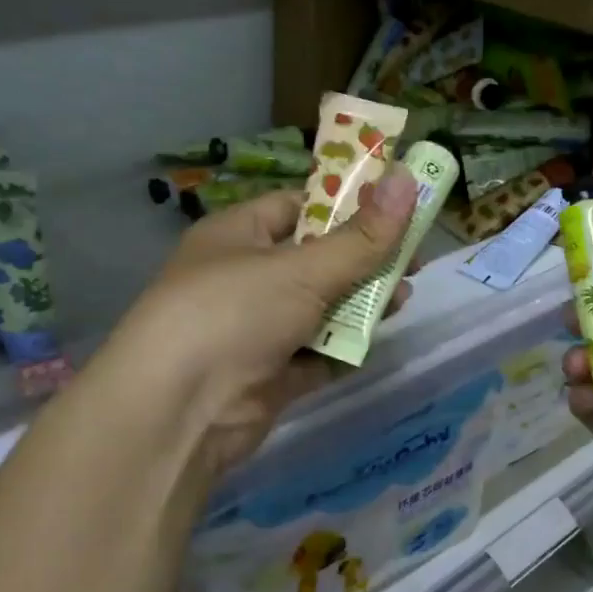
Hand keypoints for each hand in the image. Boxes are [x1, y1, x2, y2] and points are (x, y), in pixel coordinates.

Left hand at [94, 167, 418, 475]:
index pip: (298, 207)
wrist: (179, 411)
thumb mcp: (303, 268)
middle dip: (363, 261)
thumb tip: (408, 180)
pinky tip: (374, 344)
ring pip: (319, 310)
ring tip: (403, 300)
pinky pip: (315, 356)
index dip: (345, 204)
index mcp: (238, 235)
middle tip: (413, 261)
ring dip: (359, 306)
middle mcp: (245, 279)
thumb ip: (362, 237)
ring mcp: (256, 330)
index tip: (395, 207)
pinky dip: (342, 350)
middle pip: (316, 261)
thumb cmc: (234, 313)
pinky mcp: (269, 376)